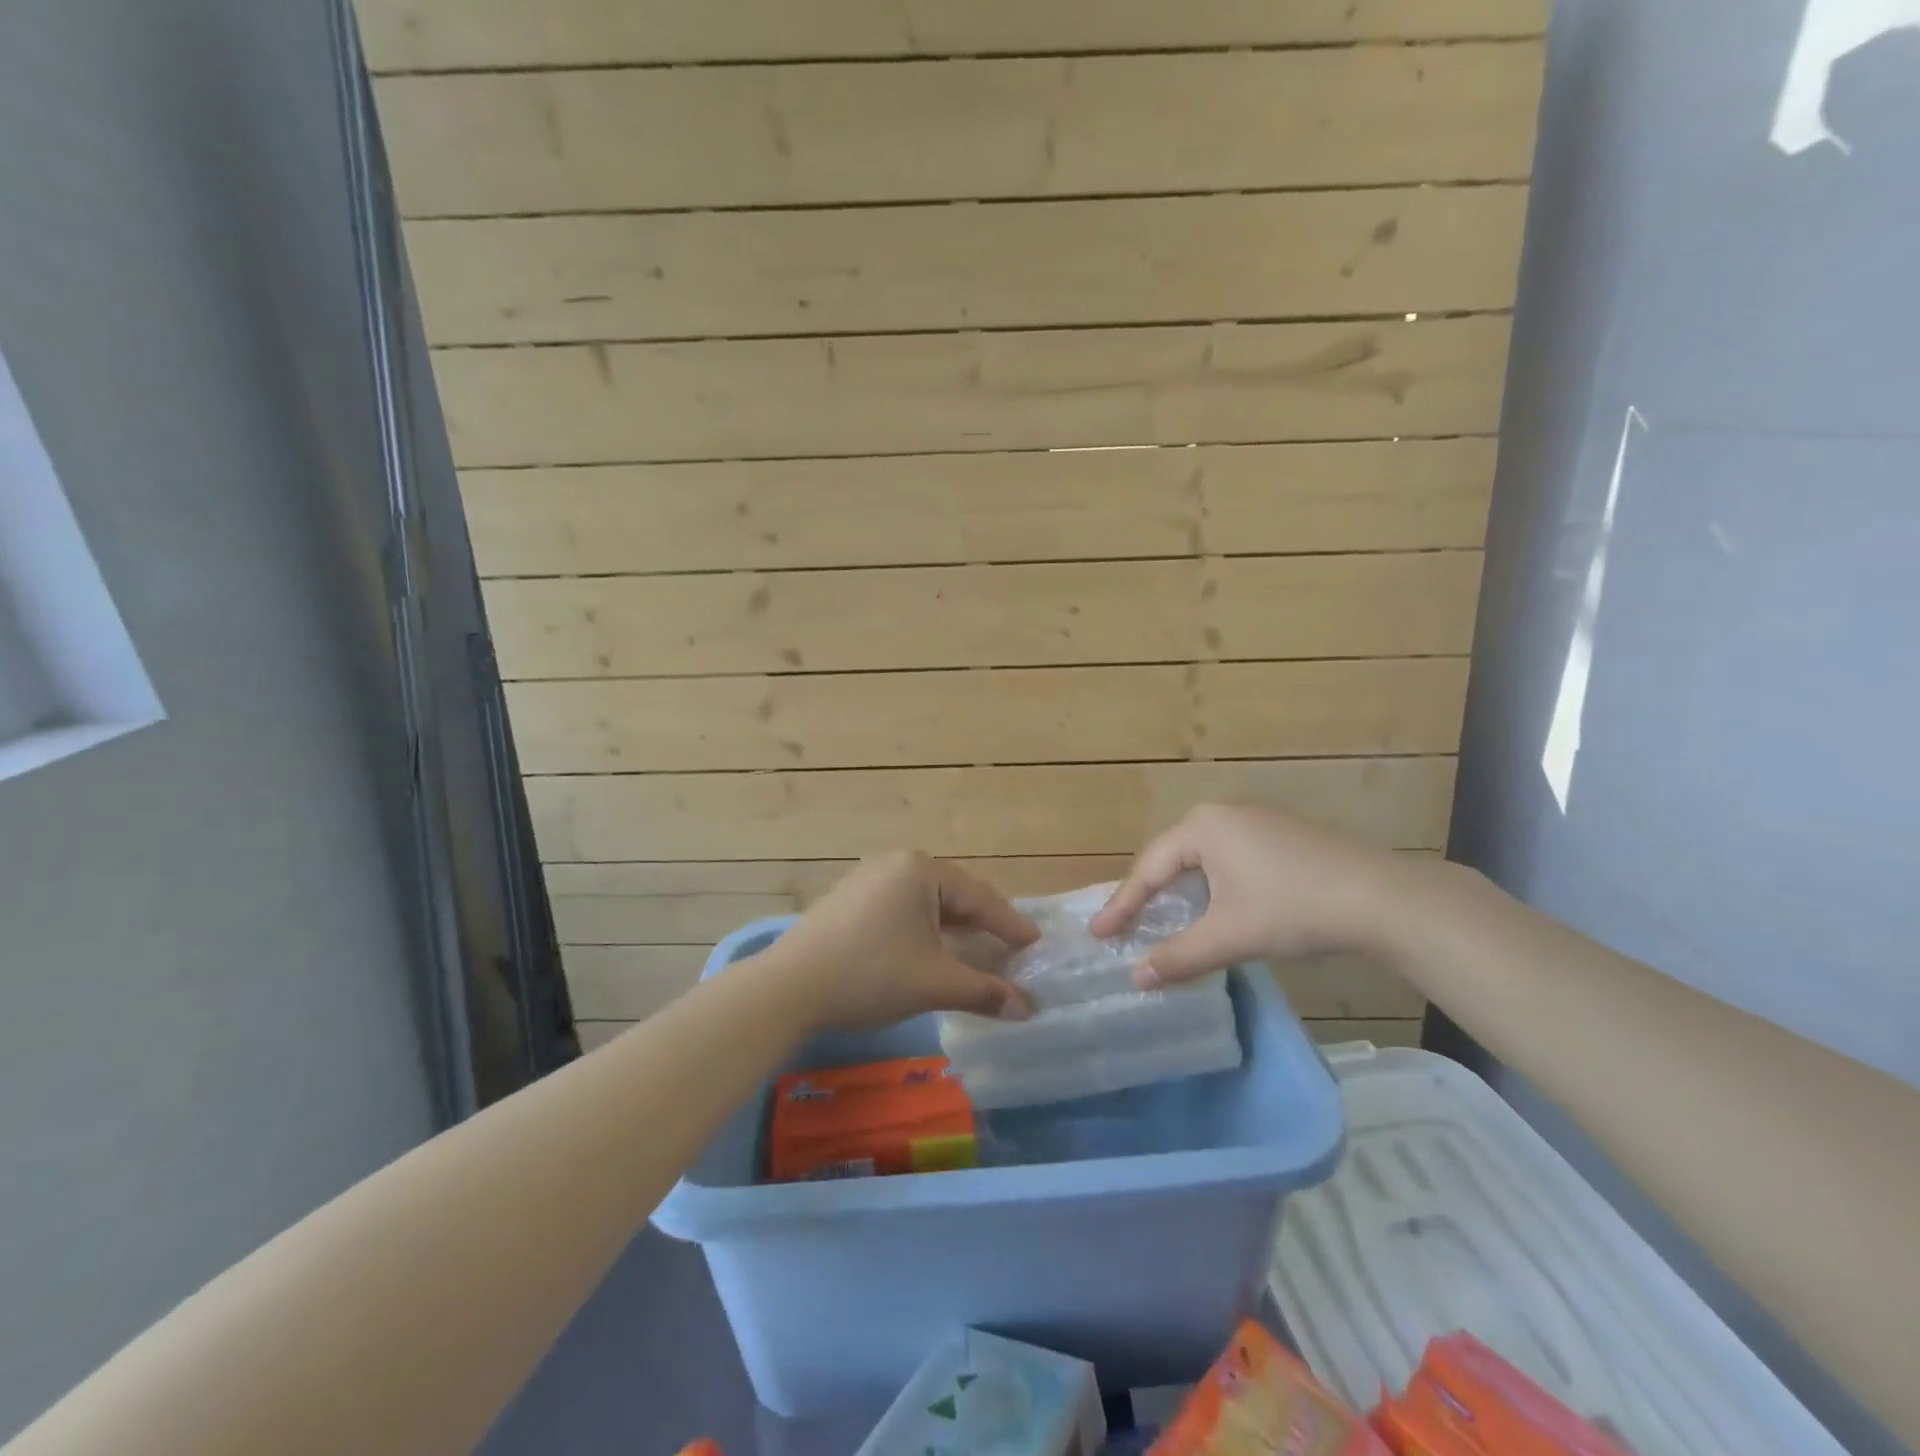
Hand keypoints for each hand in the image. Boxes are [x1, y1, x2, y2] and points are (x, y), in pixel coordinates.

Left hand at [753, 852, 1040, 1030]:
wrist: (790, 986)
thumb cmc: (871, 974)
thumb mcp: (934, 983)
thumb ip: (985, 991)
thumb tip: (1027, 1009)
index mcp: (921, 870)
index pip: (979, 897)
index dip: (1010, 924)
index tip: (1035, 942)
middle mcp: (897, 863)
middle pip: (954, 893)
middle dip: (983, 921)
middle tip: (1011, 943)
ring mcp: (869, 878)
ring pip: (926, 901)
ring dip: (954, 925)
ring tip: (977, 946)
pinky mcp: (850, 898)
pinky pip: (902, 907)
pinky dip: (925, 927)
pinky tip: (931, 947)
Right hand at [1089, 803, 1414, 987]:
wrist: (1384, 898)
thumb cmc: (1294, 909)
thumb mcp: (1230, 936)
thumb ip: (1179, 956)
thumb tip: (1136, 978)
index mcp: (1203, 827)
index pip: (1149, 869)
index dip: (1122, 905)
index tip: (1098, 933)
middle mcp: (1224, 813)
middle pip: (1172, 857)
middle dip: (1149, 894)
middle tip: (1126, 926)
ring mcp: (1257, 819)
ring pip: (1202, 858)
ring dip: (1182, 891)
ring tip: (1166, 919)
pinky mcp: (1282, 834)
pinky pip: (1229, 857)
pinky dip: (1212, 885)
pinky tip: (1218, 907)